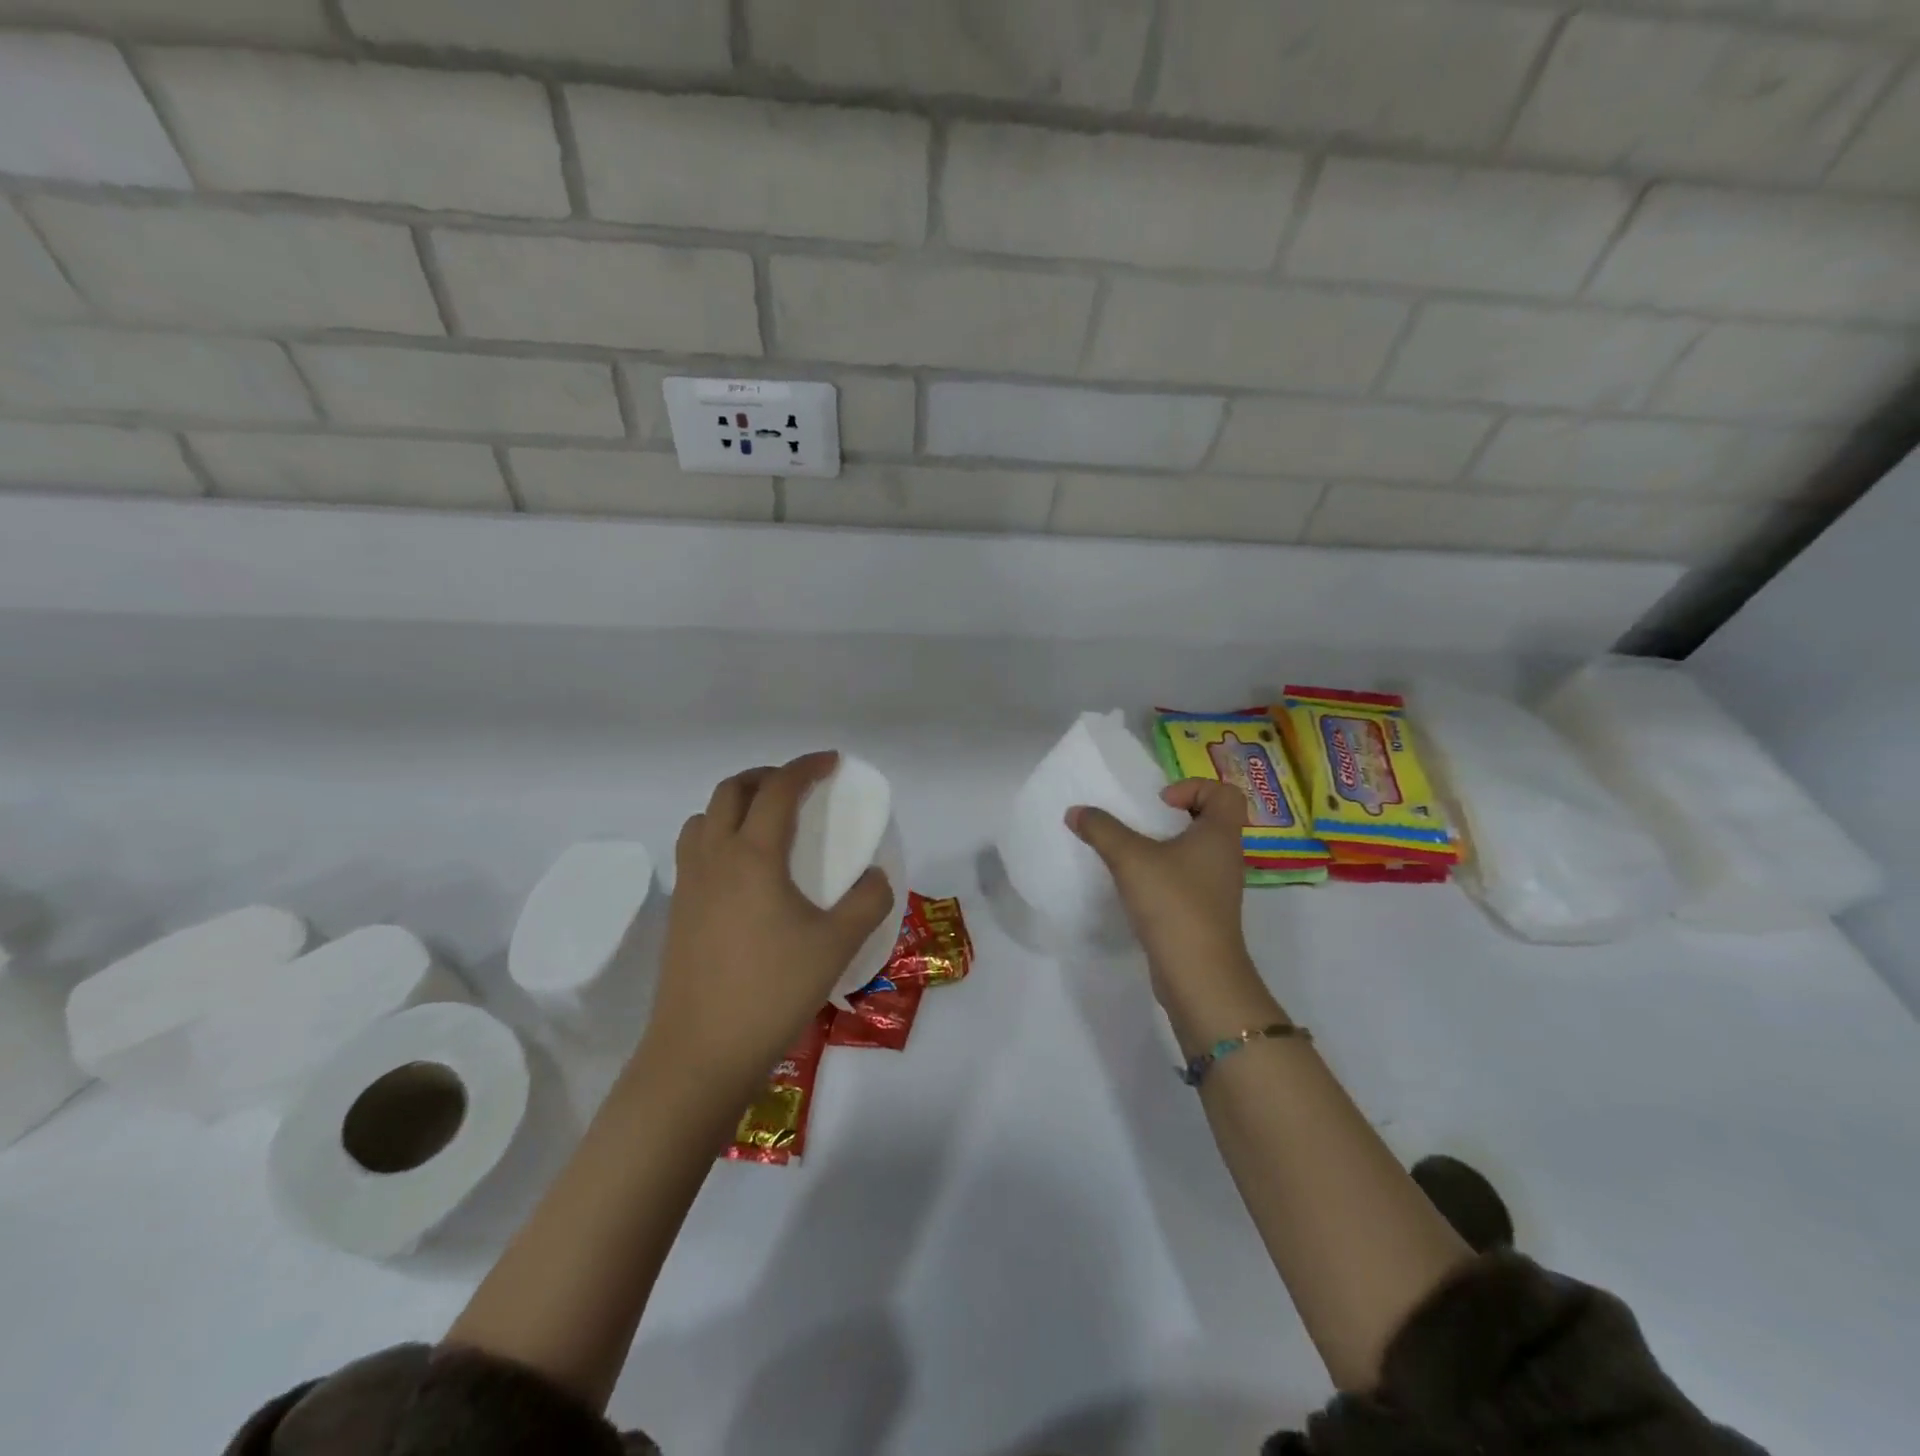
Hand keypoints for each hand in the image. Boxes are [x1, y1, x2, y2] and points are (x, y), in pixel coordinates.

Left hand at [645, 753, 893, 1094]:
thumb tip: (876, 876)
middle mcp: (714, 857)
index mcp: (753, 856)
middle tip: (799, 786)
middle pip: (732, 791)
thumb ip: (868, 902)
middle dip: (767, 776)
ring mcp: (689, 884)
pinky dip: (718, 835)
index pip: (778, 789)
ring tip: (766, 822)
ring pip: (704, 817)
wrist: (700, 1054)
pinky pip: (693, 849)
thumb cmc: (772, 992)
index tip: (832, 762)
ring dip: (735, 804)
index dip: (806, 766)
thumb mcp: (837, 946)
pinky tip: (743, 871)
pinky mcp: (677, 911)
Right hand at [1069, 780, 1284, 1048]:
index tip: (1160, 803)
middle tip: (1142, 822)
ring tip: (1133, 853)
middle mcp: (1226, 857)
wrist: (1198, 974)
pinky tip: (1136, 887)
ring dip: (1167, 848)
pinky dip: (1165, 876)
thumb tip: (1076, 811)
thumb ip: (1102, 829)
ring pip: (1197, 853)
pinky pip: (1187, 881)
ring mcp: (1218, 889)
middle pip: (1210, 820)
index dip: (1194, 787)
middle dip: (1175, 816)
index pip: (1225, 793)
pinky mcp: (1204, 914)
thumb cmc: (1173, 903)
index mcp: (1220, 835)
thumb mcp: (1130, 859)